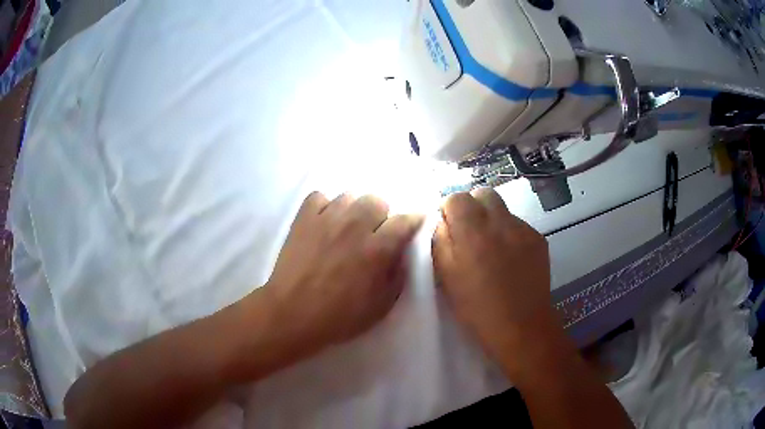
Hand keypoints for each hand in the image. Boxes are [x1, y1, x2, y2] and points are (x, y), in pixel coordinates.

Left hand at [265, 192, 423, 355]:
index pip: (405, 220)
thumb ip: (397, 275)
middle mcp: (355, 225)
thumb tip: (400, 252)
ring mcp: (326, 218)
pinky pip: (320, 197)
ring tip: (347, 227)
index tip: (413, 224)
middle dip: (381, 215)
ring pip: (350, 195)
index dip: (413, 220)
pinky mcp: (303, 218)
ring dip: (354, 210)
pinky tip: (324, 222)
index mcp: (377, 248)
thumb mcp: (381, 306)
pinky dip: (325, 206)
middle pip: (377, 200)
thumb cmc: (339, 316)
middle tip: (374, 233)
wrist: (292, 314)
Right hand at [432, 188, 558, 374]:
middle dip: (472, 206)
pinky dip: (509, 233)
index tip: (448, 228)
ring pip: (502, 208)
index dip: (448, 209)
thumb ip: (440, 241)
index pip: (456, 198)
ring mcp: (524, 229)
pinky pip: (518, 225)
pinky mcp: (539, 239)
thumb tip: (442, 221)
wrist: (522, 326)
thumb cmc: (477, 308)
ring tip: (490, 247)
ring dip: (491, 219)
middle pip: (483, 193)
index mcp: (473, 232)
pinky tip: (509, 258)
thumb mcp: (447, 277)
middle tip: (469, 231)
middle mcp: (501, 222)